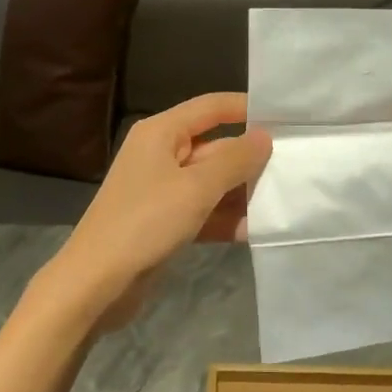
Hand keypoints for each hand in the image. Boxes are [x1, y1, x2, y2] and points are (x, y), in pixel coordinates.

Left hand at [38, 93, 271, 332]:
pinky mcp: (165, 221)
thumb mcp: (196, 187)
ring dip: (242, 192)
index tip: (286, 118)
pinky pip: (204, 210)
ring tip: (284, 200)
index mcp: (161, 132)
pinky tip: (257, 230)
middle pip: (215, 146)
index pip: (211, 107)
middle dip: (250, 159)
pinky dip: (226, 218)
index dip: (246, 108)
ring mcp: (163, 189)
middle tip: (295, 168)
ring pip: (212, 181)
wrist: (97, 284)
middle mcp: (162, 154)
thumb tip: (265, 136)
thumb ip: (235, 160)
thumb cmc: (146, 222)